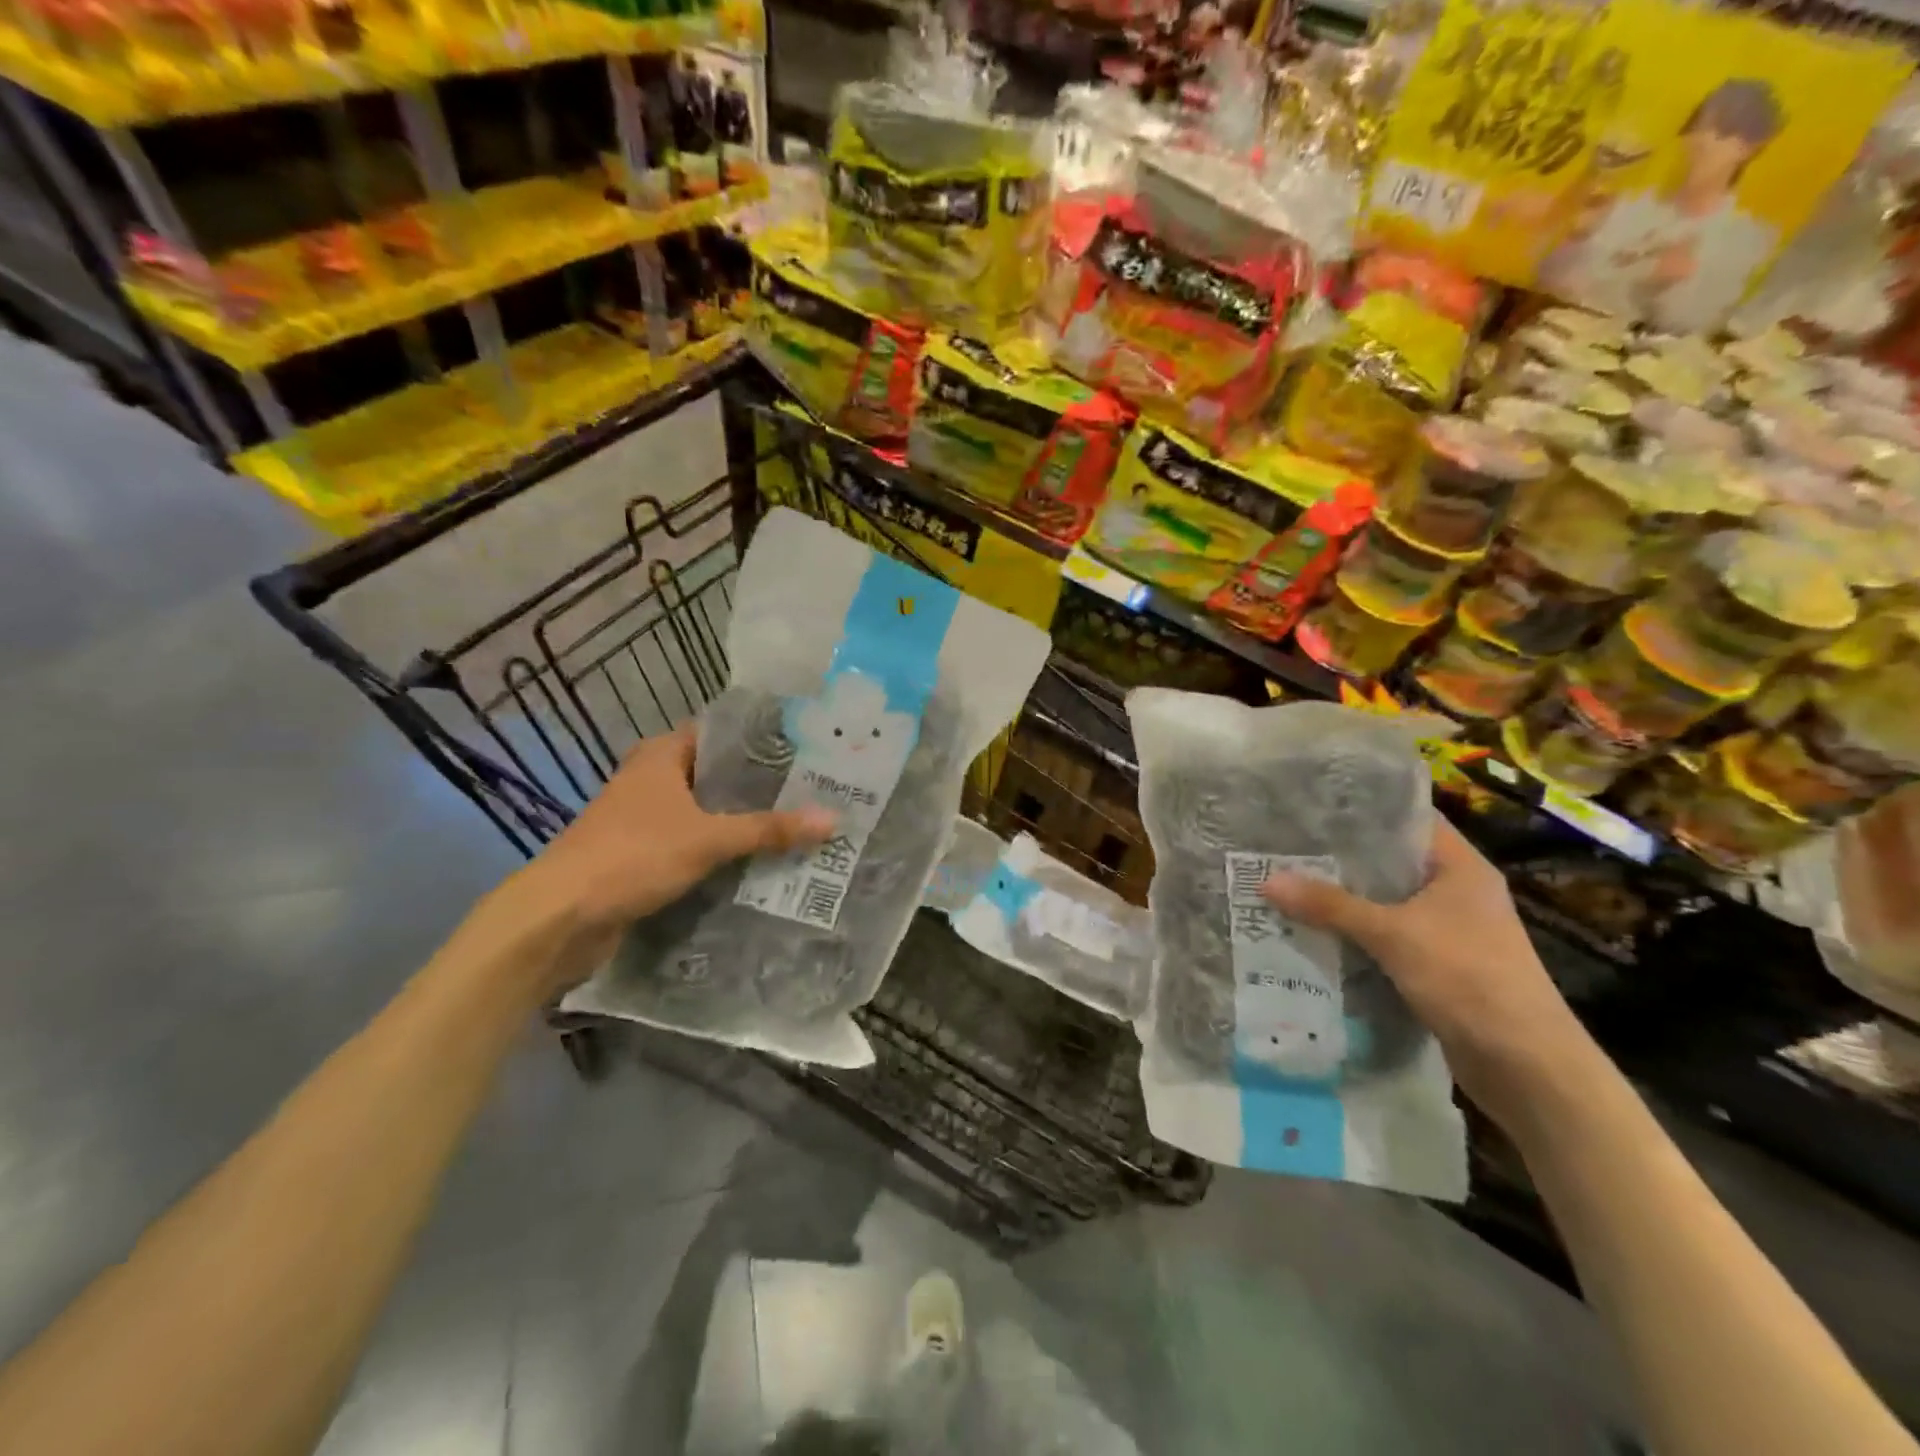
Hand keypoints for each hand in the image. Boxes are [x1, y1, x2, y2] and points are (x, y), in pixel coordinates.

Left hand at [469, 726, 833, 1001]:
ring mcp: (644, 817)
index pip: (721, 733)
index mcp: (662, 756)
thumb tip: (832, 818)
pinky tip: (758, 860)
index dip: (762, 740)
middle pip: (717, 775)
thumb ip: (769, 829)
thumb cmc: (633, 856)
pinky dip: (721, 849)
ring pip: (705, 811)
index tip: (806, 750)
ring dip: (742, 821)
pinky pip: (692, 842)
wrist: (559, 917)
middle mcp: (652, 778)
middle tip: (813, 792)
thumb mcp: (708, 839)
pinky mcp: (641, 853)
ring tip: (797, 824)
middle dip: (760, 786)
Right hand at [1260, 818, 1593, 1121]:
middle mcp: (1458, 891)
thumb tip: (1267, 880)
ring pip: (1386, 902)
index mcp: (1460, 867)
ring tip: (1288, 885)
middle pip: (1391, 862)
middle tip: (1285, 846)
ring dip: (1345, 900)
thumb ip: (1330, 906)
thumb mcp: (1392, 934)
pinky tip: (1315, 933)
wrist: (1526, 1065)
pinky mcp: (1440, 966)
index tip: (1312, 807)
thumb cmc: (1468, 978)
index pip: (1408, 819)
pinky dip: (1357, 934)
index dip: (1363, 810)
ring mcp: (1451, 930)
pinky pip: (1388, 937)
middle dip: (1341, 858)